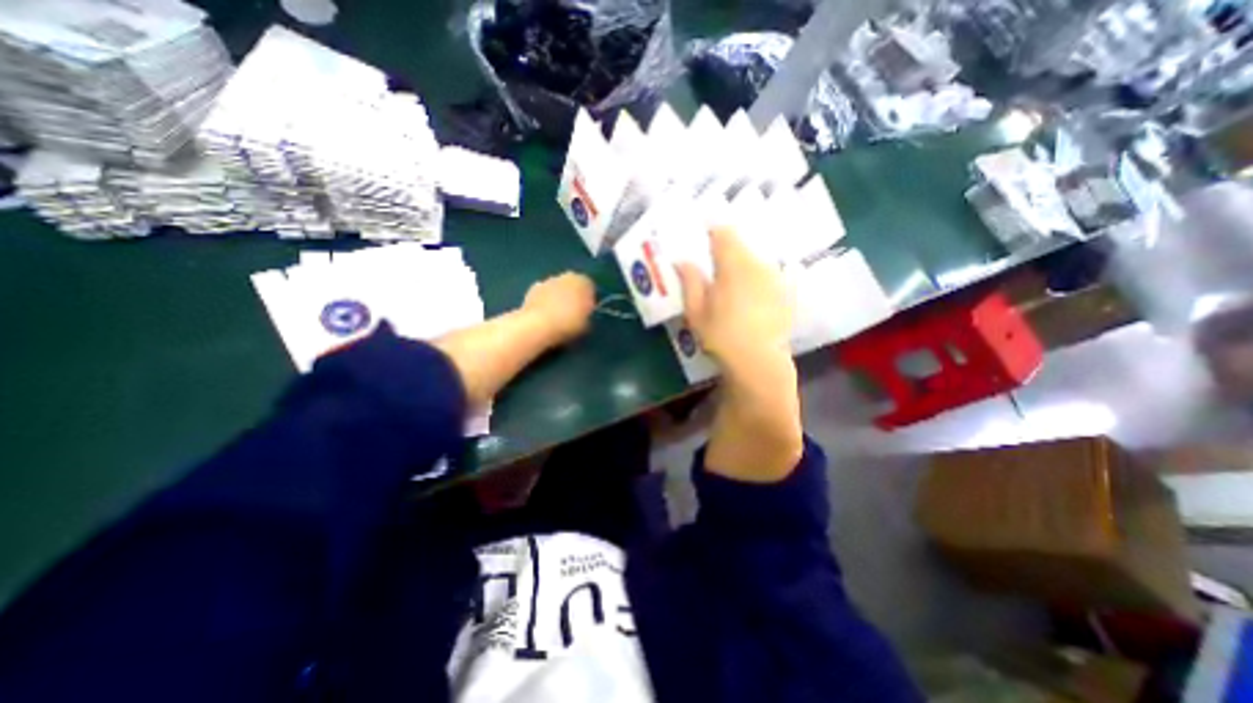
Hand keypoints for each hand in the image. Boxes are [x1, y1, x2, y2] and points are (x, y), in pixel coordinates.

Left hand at [523, 271, 593, 341]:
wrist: (539, 325)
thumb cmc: (569, 323)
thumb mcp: (588, 323)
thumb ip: (587, 313)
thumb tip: (584, 313)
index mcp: (584, 282)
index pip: (590, 288)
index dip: (588, 300)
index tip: (586, 312)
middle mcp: (567, 276)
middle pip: (572, 285)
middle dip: (572, 296)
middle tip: (571, 314)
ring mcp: (548, 280)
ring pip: (556, 289)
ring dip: (557, 298)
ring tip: (556, 317)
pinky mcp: (532, 288)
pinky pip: (543, 295)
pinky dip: (543, 302)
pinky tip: (543, 316)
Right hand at [675, 228, 801, 483]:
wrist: (758, 362)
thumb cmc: (721, 336)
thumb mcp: (697, 310)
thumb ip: (690, 281)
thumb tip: (681, 261)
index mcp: (734, 264)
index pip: (723, 232)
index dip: (710, 230)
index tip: (700, 237)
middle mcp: (758, 264)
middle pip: (740, 244)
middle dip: (725, 248)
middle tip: (710, 261)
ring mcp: (775, 277)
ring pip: (755, 259)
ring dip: (741, 262)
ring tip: (729, 279)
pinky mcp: (785, 293)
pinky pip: (767, 274)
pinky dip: (755, 277)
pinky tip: (748, 295)